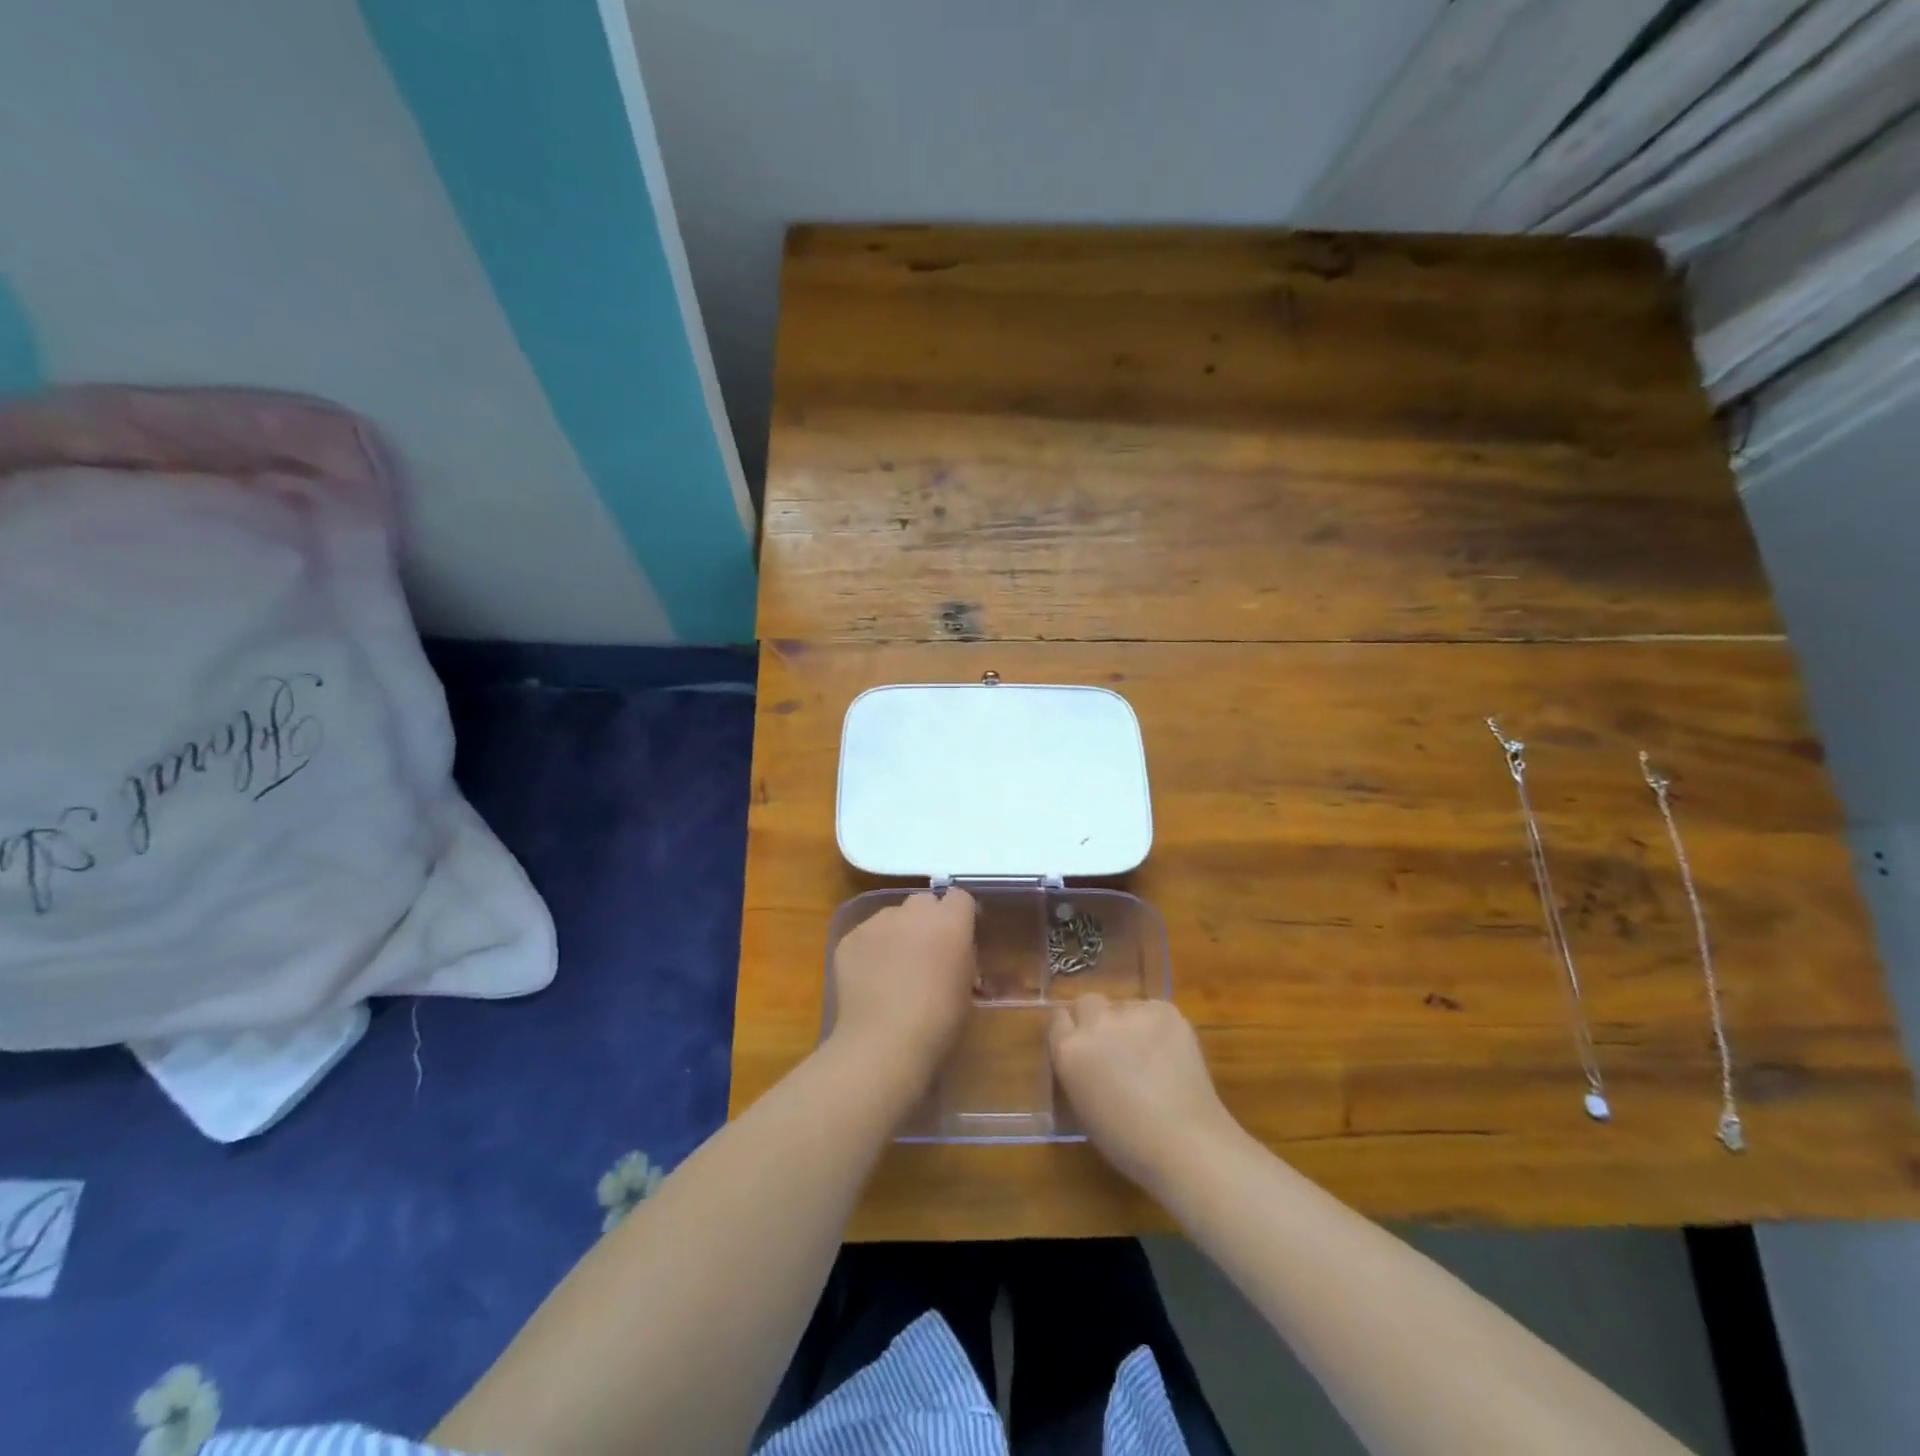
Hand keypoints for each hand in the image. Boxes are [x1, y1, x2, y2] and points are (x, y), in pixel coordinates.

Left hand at [829, 889, 977, 1091]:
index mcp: (950, 921)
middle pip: (924, 901)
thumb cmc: (938, 1020)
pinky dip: (870, 949)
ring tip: (892, 967)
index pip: (959, 897)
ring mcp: (877, 921)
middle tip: (925, 951)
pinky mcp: (850, 937)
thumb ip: (962, 955)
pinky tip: (869, 979)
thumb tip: (953, 950)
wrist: (884, 1041)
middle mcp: (913, 911)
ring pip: (892, 915)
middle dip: (927, 919)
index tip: (957, 936)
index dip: (958, 915)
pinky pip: (866, 935)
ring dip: (897, 932)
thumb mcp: (966, 986)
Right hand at [1050, 995, 1241, 1192]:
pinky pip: (1153, 1009)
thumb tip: (1086, 1059)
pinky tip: (1169, 1052)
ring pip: (1123, 1006)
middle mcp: (1095, 1024)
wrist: (1186, 1143)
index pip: (1059, 1020)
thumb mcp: (1084, 1108)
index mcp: (1070, 1051)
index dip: (1071, 1032)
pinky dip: (1157, 1026)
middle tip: (1113, 1044)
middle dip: (1095, 1019)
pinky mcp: (1164, 1011)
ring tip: (1149, 1053)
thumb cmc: (1129, 1142)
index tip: (1082, 1045)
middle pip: (1087, 1002)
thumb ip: (1077, 1072)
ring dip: (1129, 1024)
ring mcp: (1131, 1013)